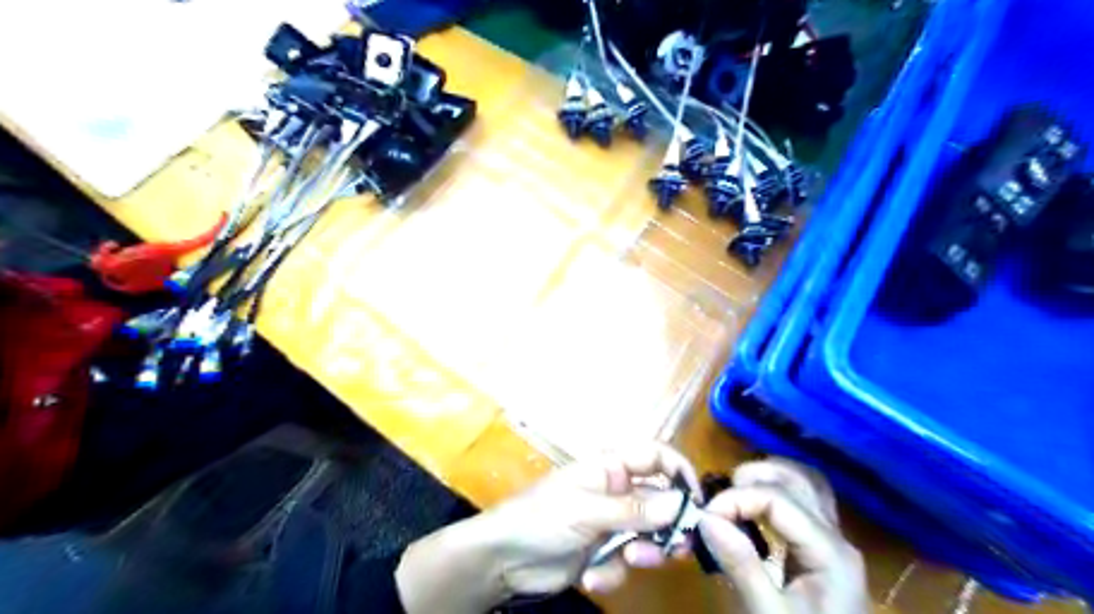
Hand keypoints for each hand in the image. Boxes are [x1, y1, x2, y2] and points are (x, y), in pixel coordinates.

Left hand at [397, 444, 694, 611]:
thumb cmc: (541, 518)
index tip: (698, 502)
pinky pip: (626, 562)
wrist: (503, 559)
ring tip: (627, 562)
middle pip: (661, 501)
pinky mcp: (604, 553)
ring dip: (643, 552)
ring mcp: (611, 523)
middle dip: (668, 525)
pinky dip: (614, 572)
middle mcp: (616, 492)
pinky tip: (592, 576)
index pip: (655, 457)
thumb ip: (634, 509)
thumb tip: (681, 505)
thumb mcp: (587, 510)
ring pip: (649, 535)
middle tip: (674, 547)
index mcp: (610, 467)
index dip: (679, 472)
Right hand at [701, 459, 872, 613]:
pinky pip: (802, 506)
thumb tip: (705, 517)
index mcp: (830, 551)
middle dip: (756, 476)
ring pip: (805, 486)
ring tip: (734, 493)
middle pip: (800, 480)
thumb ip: (741, 564)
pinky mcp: (822, 553)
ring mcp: (833, 544)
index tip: (704, 516)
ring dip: (768, 480)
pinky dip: (776, 496)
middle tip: (720, 493)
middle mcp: (837, 538)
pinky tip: (754, 510)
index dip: (737, 498)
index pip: (778, 498)